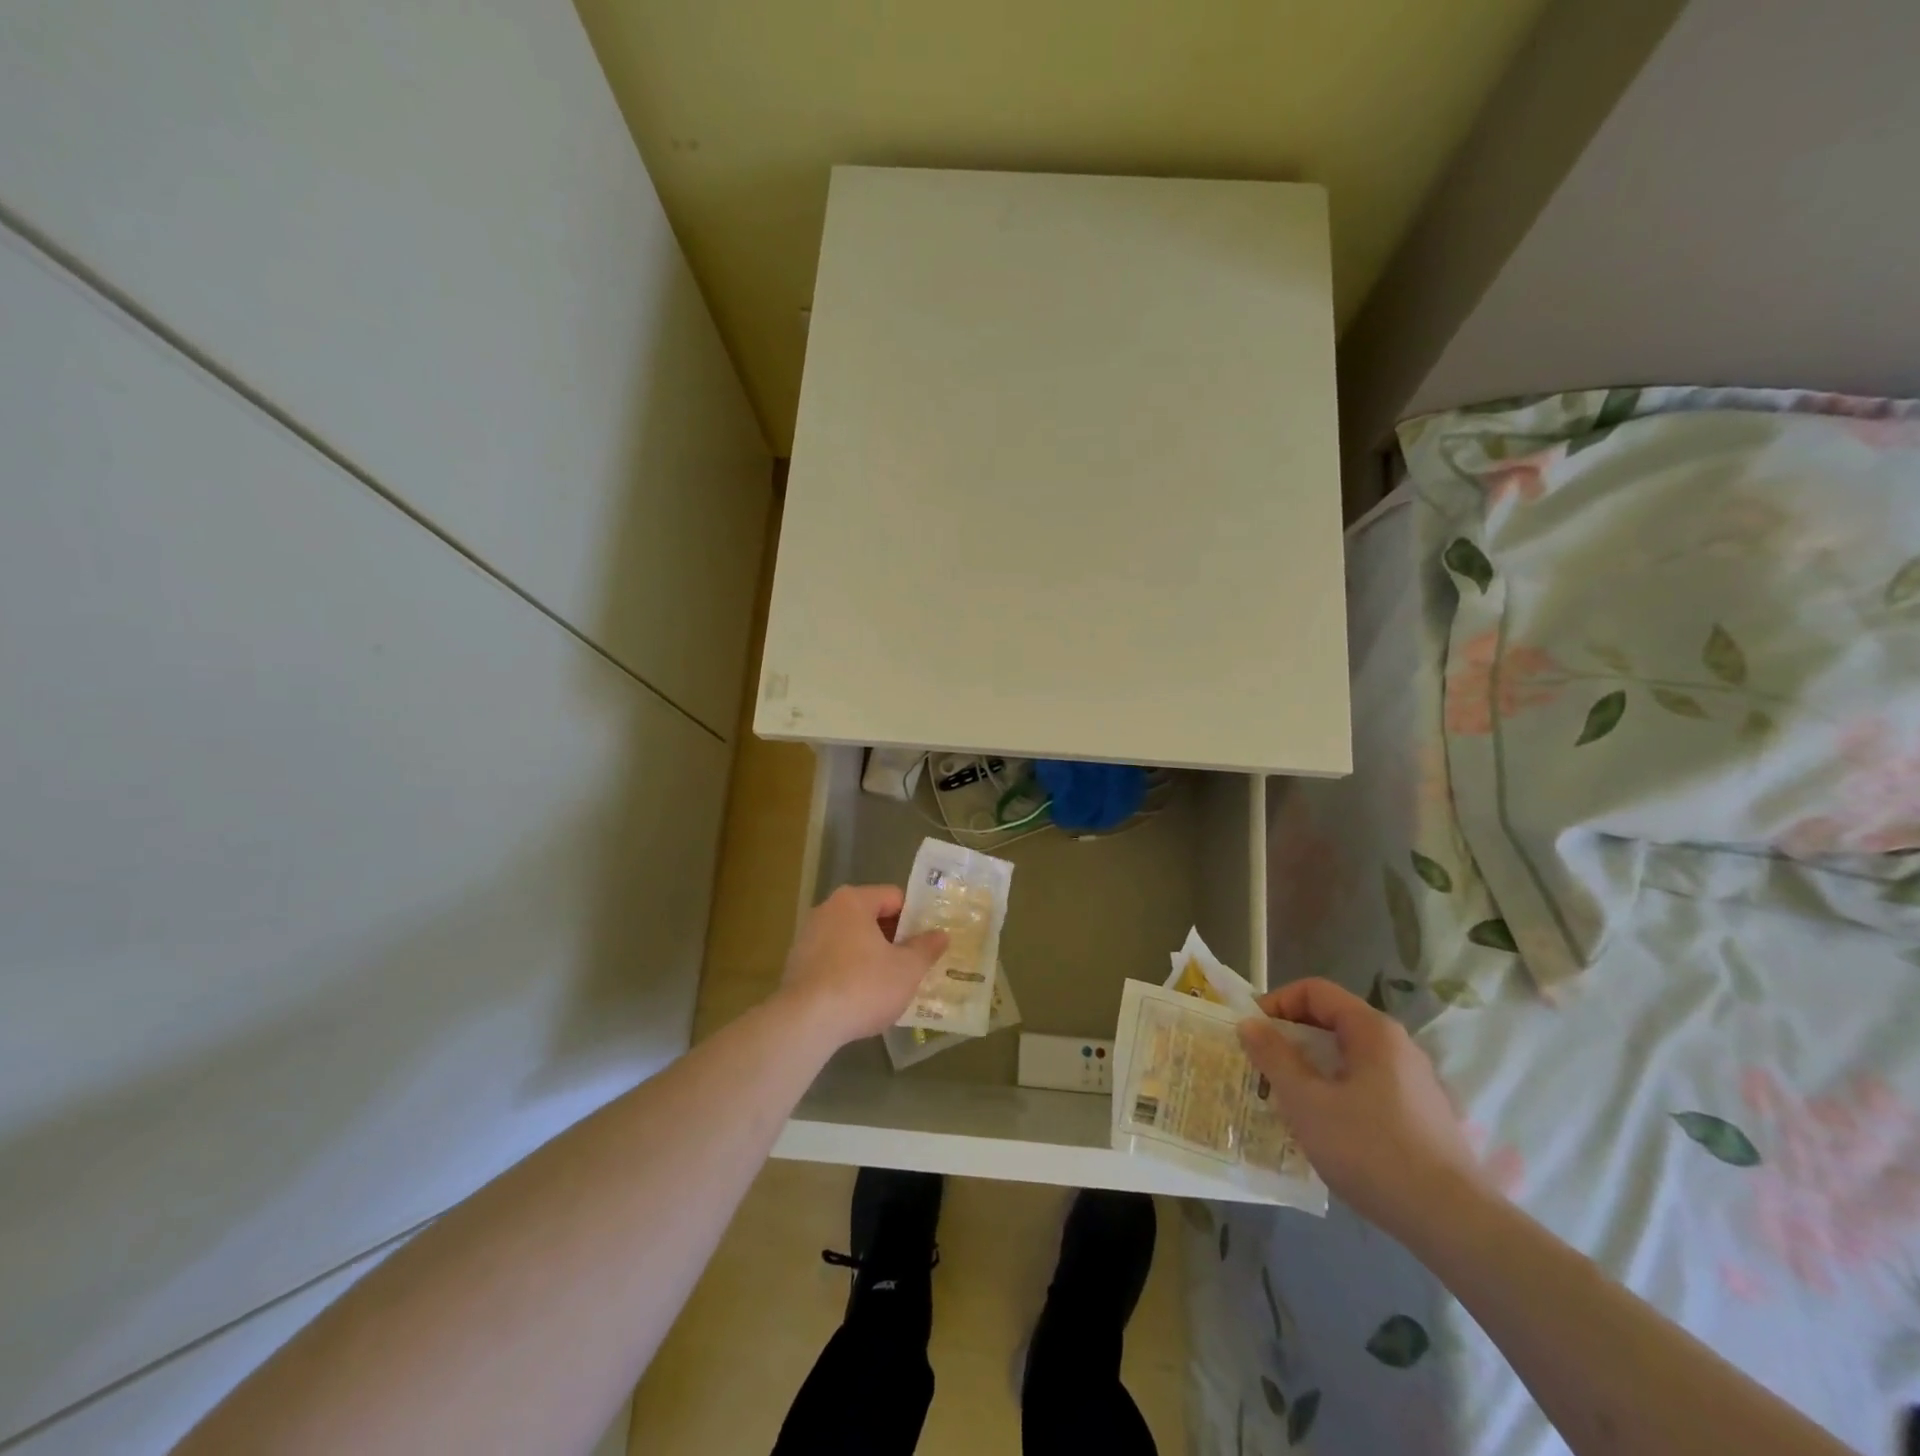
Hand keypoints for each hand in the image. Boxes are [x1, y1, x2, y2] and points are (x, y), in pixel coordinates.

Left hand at [779, 885, 948, 1047]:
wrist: (806, 1023)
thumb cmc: (863, 986)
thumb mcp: (907, 969)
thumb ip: (926, 948)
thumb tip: (941, 934)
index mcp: (853, 901)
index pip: (894, 897)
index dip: (915, 918)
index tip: (928, 942)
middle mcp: (826, 910)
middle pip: (871, 917)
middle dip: (893, 939)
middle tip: (914, 963)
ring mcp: (807, 938)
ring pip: (851, 940)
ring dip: (871, 957)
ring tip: (890, 984)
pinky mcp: (796, 965)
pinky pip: (833, 960)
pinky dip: (849, 972)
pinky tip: (861, 998)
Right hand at [1237, 978, 1487, 1237]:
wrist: (1453, 1223)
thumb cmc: (1371, 1150)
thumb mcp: (1306, 1101)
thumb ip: (1274, 1057)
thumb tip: (1250, 1024)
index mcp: (1372, 1030)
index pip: (1315, 991)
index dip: (1277, 1003)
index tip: (1252, 1033)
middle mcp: (1397, 1046)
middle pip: (1332, 1022)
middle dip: (1291, 1039)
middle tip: (1262, 1067)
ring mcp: (1413, 1081)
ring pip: (1348, 1057)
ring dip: (1311, 1068)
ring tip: (1286, 1099)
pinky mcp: (1421, 1115)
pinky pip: (1366, 1085)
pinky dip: (1337, 1091)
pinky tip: (1325, 1128)